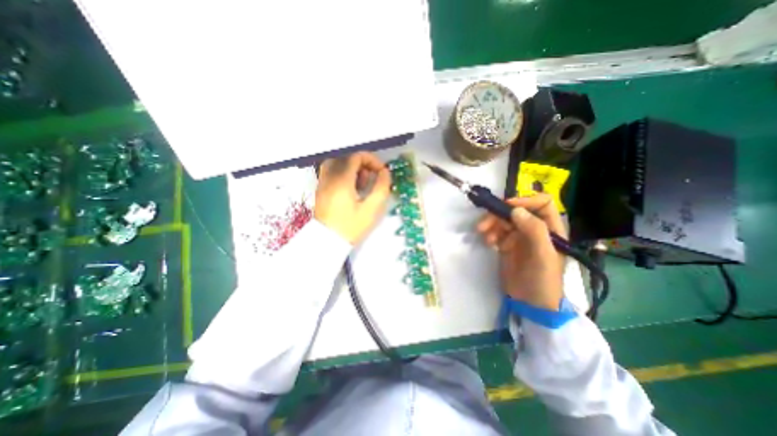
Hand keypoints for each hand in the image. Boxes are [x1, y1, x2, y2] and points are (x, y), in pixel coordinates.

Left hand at [312, 152, 391, 242]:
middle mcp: (329, 177)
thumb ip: (381, 188)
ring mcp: (322, 183)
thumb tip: (385, 172)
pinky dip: (343, 174)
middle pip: (346, 157)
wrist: (327, 243)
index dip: (372, 160)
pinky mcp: (320, 189)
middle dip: (363, 164)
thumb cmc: (351, 227)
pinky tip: (351, 189)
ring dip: (352, 168)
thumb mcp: (371, 209)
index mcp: (341, 180)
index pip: (356, 156)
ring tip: (361, 184)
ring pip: (337, 163)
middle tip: (371, 179)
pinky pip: (331, 172)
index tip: (381, 172)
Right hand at [474, 193, 564, 310]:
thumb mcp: (543, 255)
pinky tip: (488, 243)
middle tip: (483, 224)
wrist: (530, 303)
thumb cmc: (543, 279)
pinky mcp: (506, 245)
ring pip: (503, 221)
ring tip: (484, 236)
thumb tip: (515, 210)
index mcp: (550, 228)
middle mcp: (534, 229)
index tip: (507, 207)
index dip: (525, 200)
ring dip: (491, 225)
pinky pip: (496, 232)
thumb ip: (534, 230)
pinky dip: (490, 234)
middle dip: (499, 215)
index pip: (542, 203)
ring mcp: (519, 237)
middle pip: (516, 211)